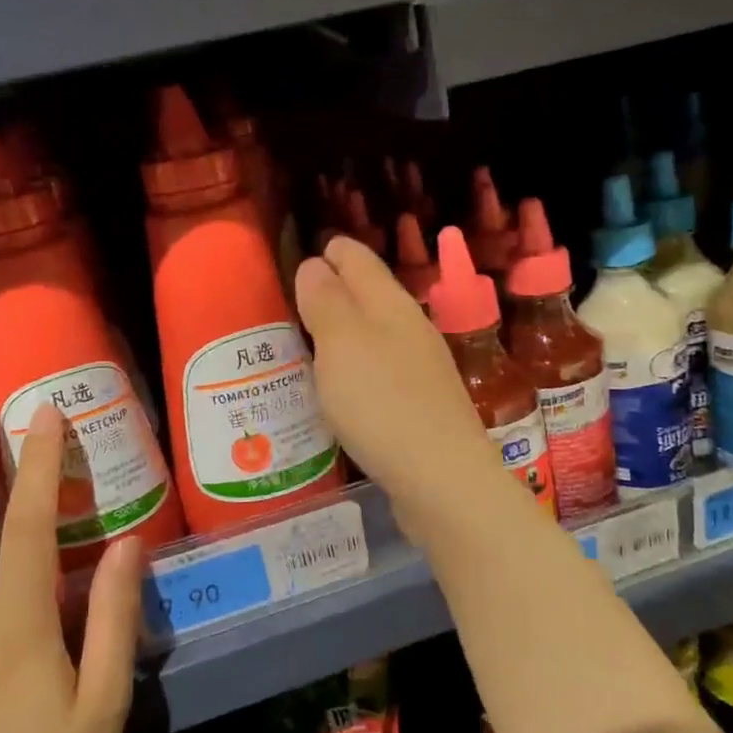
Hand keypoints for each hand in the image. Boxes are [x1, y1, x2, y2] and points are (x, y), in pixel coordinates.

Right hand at [296, 236, 510, 537]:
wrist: (443, 479)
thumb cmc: (382, 403)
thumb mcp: (342, 344)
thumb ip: (326, 301)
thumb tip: (315, 264)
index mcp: (390, 303)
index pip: (356, 258)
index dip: (328, 252)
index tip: (296, 257)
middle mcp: (409, 327)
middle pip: (368, 293)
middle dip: (332, 290)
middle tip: (290, 301)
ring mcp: (420, 366)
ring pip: (374, 332)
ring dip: (343, 330)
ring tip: (306, 341)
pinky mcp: (420, 404)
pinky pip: (380, 369)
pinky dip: (355, 366)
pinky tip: (340, 387)